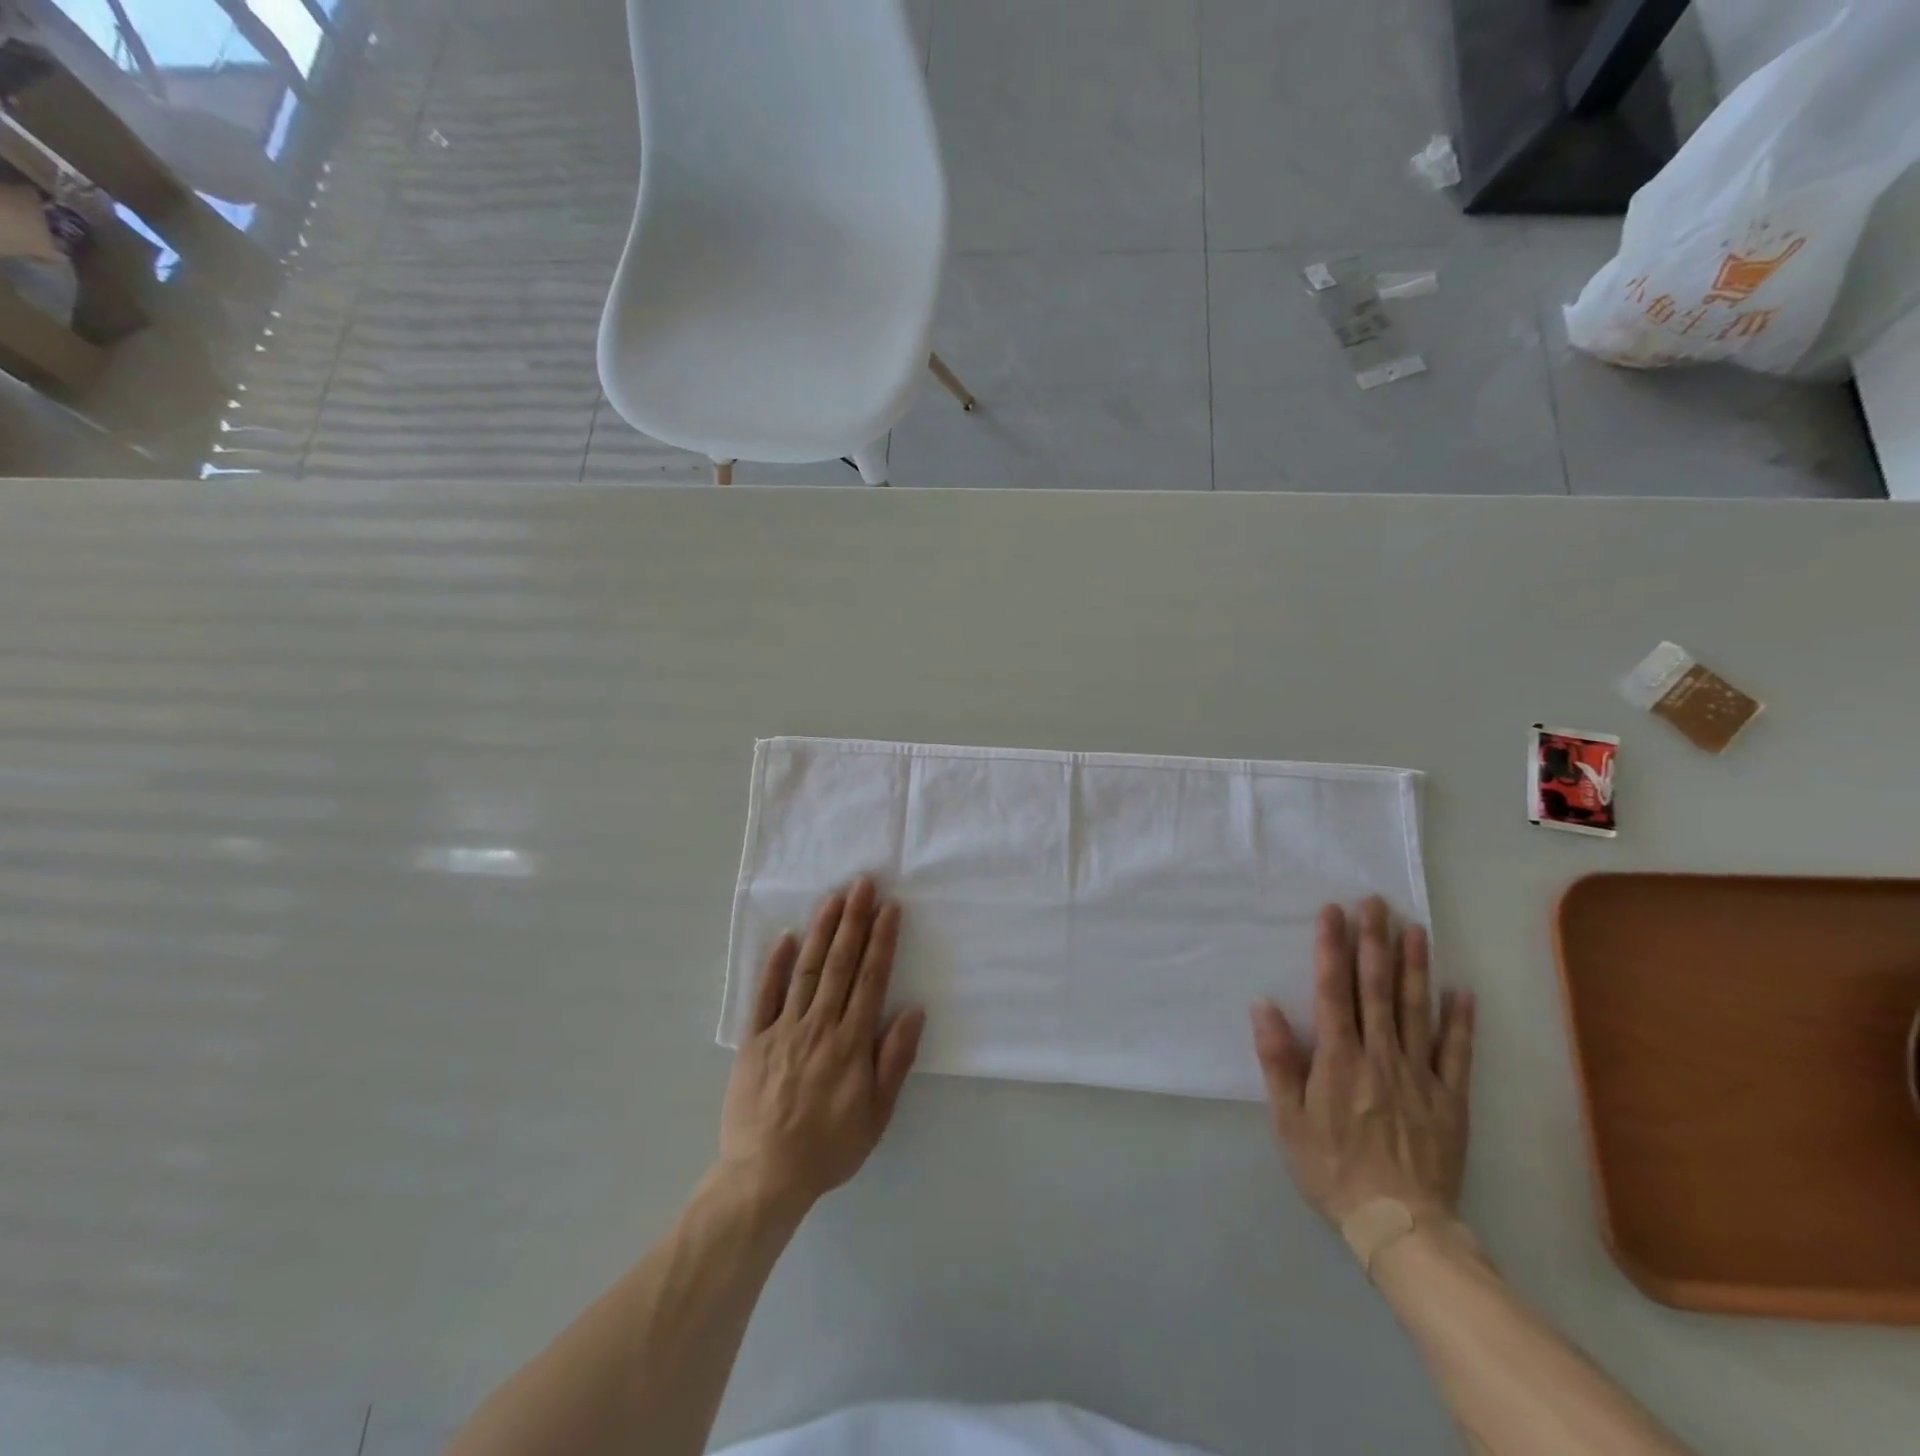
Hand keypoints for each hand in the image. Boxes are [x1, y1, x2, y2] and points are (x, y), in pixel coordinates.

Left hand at [719, 878, 925, 1212]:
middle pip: (840, 963)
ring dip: (822, 931)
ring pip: (807, 969)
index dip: (882, 940)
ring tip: (833, 898)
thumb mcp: (877, 1114)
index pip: (871, 978)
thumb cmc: (830, 1146)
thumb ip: (894, 1060)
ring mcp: (784, 1029)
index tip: (889, 908)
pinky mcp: (755, 1039)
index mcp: (851, 1041)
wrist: (765, 1175)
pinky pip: (765, 995)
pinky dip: (774, 965)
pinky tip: (785, 937)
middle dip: (854, 920)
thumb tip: (913, 1010)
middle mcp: (819, 1024)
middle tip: (862, 884)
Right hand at [1250, 899, 1474, 1225]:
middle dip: (1374, 942)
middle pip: (1377, 989)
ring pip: (1416, 1010)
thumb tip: (1265, 1005)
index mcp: (1339, 1059)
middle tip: (1376, 903)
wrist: (1399, 1226)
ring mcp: (1419, 1075)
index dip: (1332, 948)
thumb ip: (1278, 1060)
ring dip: (1415, 966)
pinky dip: (1460, 1020)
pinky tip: (1461, 990)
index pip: (1333, 990)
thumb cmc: (1331, 1168)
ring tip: (1415, 928)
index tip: (1333, 912)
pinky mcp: (1449, 1099)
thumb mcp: (1288, 1119)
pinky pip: (1456, 1053)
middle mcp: (1380, 1056)